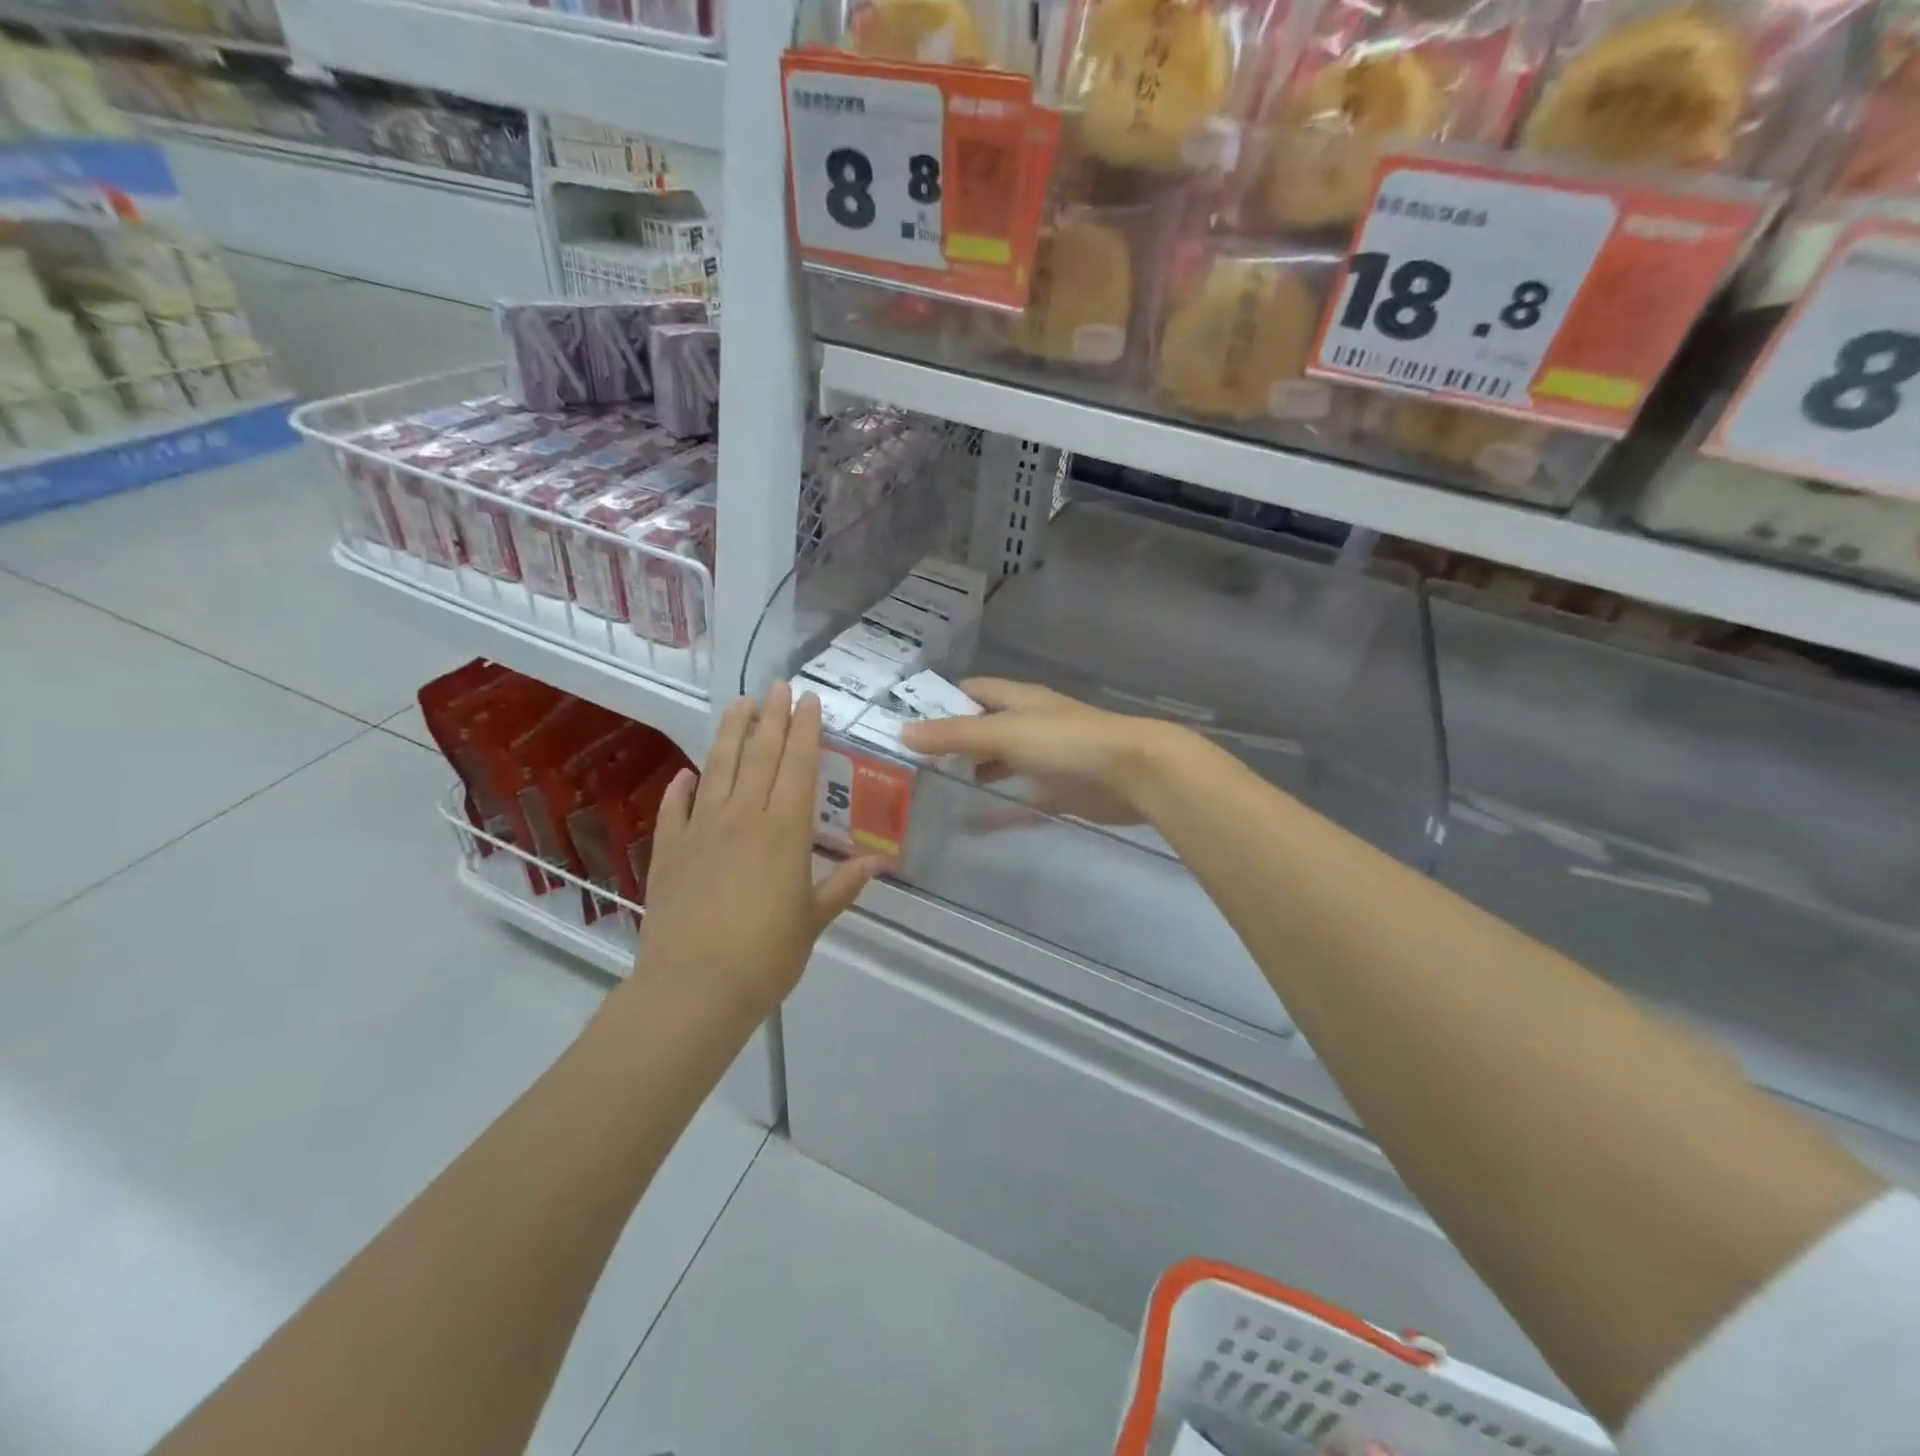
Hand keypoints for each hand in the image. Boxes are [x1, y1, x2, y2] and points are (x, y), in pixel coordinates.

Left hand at [636, 685, 884, 1014]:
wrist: (694, 987)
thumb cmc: (766, 955)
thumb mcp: (813, 920)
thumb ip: (843, 885)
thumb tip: (880, 862)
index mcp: (784, 830)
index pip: (797, 766)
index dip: (804, 730)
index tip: (808, 701)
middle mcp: (742, 817)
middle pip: (759, 755)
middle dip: (771, 717)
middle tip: (778, 686)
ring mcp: (700, 830)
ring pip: (718, 768)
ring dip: (730, 733)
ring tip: (739, 704)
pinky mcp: (669, 850)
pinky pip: (675, 808)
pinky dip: (682, 787)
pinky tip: (687, 773)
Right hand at [898, 678, 1184, 827]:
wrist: (1134, 772)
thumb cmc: (1067, 742)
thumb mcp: (1004, 733)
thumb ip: (954, 735)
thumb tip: (903, 732)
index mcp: (1020, 701)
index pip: (974, 690)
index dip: (942, 699)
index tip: (906, 717)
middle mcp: (1032, 725)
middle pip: (986, 728)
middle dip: (955, 741)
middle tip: (914, 762)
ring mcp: (1047, 759)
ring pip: (1003, 763)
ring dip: (976, 773)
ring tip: (936, 789)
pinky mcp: (1060, 791)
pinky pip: (1021, 801)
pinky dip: (998, 810)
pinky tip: (971, 824)